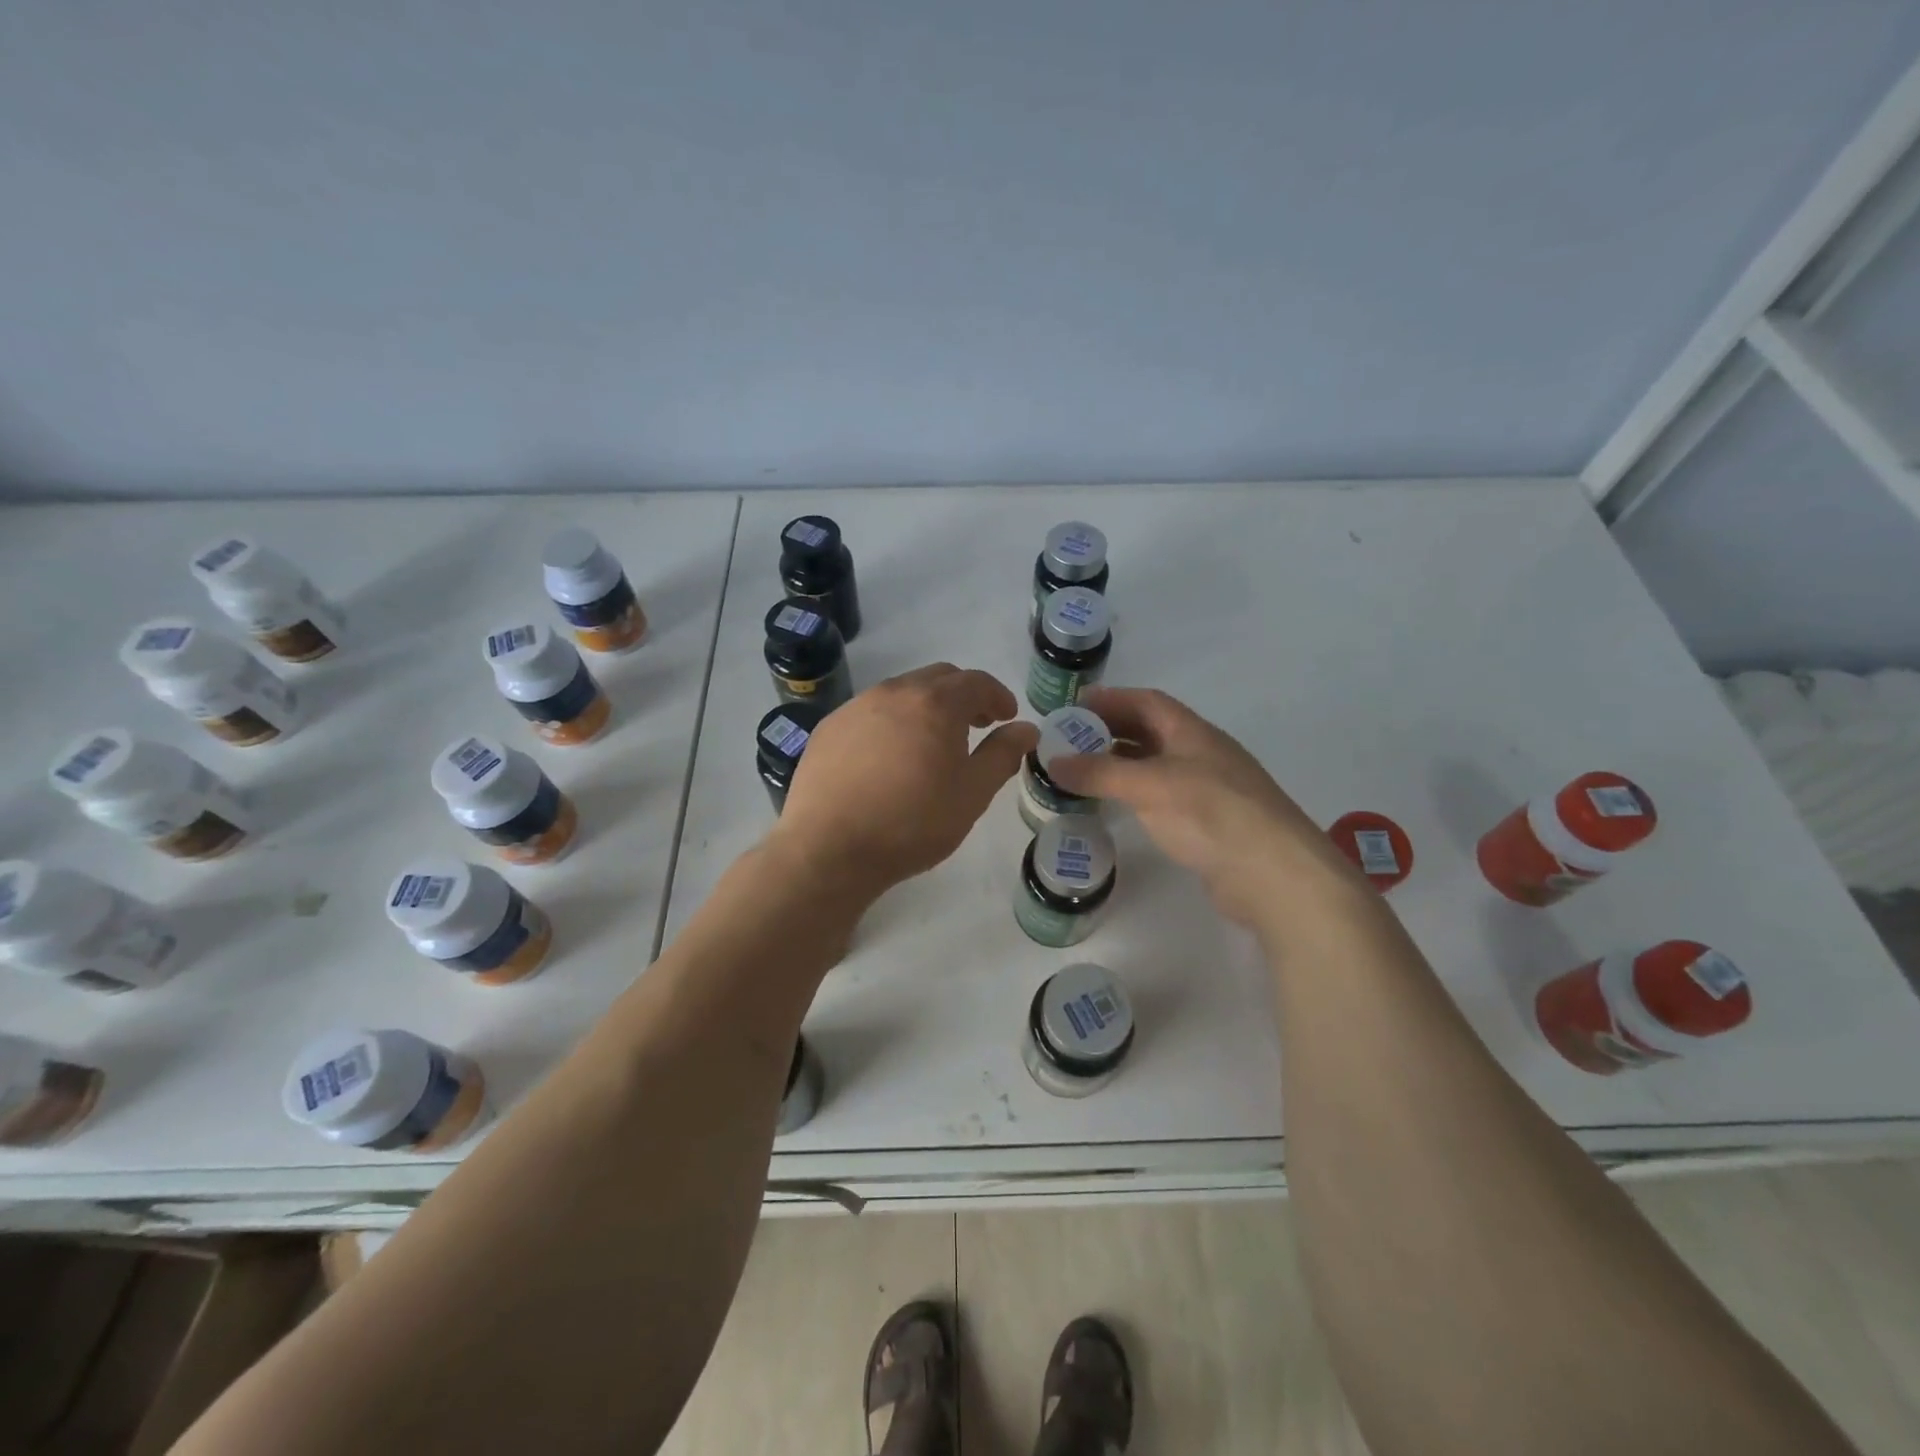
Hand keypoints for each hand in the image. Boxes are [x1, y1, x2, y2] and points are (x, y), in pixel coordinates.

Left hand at [772, 664, 1038, 896]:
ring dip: (926, 707)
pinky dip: (891, 722)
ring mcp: (855, 707)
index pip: (976, 682)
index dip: (997, 696)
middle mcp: (893, 692)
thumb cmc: (913, 822)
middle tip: (976, 725)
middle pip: (938, 678)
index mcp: (935, 703)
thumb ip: (1003, 754)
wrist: (830, 848)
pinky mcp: (828, 729)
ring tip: (932, 743)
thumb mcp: (972, 793)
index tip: (1006, 716)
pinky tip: (889, 758)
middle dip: (963, 696)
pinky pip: (870, 713)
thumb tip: (1026, 729)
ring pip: (901, 693)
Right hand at [1044, 687, 1362, 924]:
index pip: (1147, 702)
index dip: (1111, 700)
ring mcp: (1207, 790)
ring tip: (1081, 774)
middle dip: (1110, 732)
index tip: (1073, 708)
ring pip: (1155, 766)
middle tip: (1068, 742)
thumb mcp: (1150, 786)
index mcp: (1193, 733)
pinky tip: (1115, 807)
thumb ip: (1100, 773)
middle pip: (1150, 732)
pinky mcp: (1207, 824)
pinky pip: (1161, 797)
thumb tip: (1051, 761)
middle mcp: (1201, 754)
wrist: (1275, 874)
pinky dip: (1134, 795)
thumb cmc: (1212, 814)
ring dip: (1119, 765)